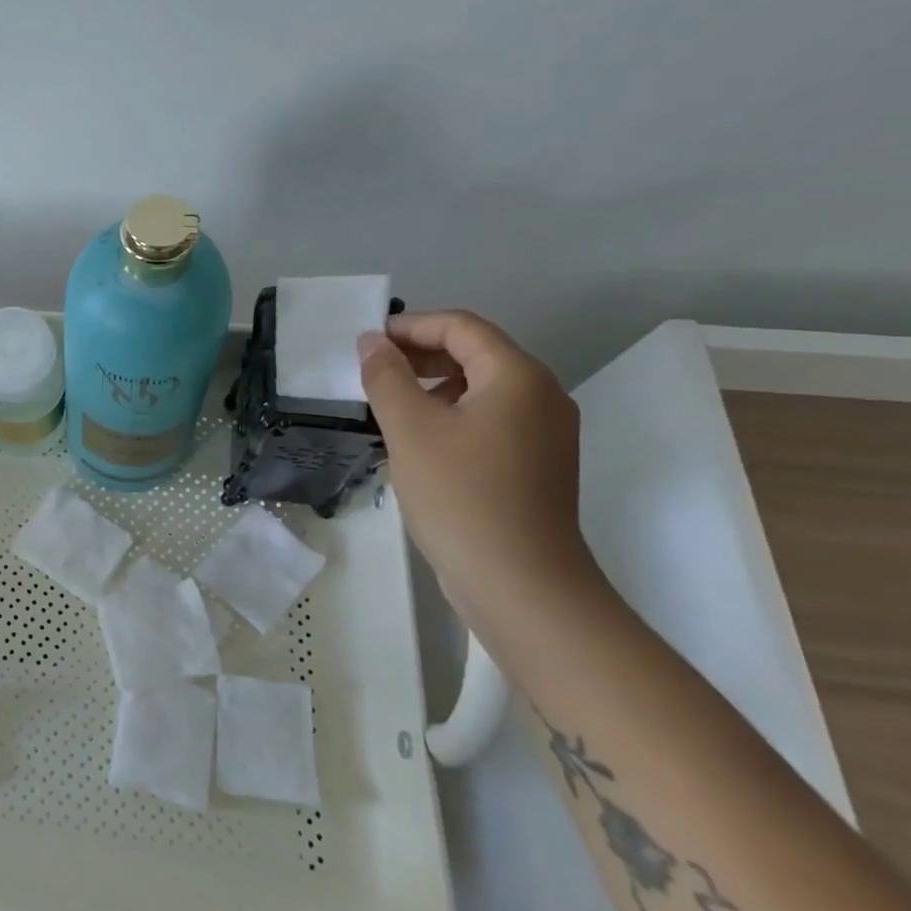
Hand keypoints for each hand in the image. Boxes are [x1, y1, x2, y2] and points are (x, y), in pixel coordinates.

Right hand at [358, 311, 597, 621]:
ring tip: (387, 406)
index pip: (461, 327)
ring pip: (481, 388)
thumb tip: (372, 343)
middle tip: (370, 372)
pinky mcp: (536, 464)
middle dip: (420, 355)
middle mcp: (541, 396)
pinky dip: (451, 414)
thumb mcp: (410, 429)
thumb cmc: (461, 495)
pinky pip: (489, 419)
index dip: (410, 326)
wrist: (520, 583)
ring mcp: (544, 433)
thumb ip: (386, 377)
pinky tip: (418, 440)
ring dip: (432, 385)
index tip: (365, 343)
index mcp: (518, 377)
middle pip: (475, 353)